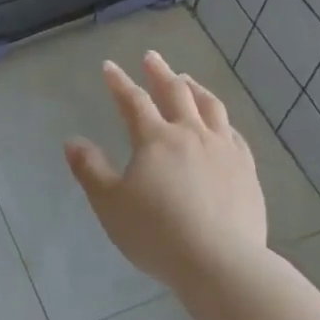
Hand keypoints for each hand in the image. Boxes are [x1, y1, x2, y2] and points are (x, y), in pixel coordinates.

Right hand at [65, 52, 266, 287]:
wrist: (220, 262)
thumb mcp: (110, 204)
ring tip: (187, 79)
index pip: (133, 101)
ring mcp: (224, 150)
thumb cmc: (156, 233)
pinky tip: (221, 124)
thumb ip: (90, 170)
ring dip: (195, 88)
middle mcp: (192, 134)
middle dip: (160, 72)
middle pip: (176, 92)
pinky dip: (222, 120)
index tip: (109, 66)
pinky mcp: (247, 170)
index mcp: (156, 139)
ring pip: (210, 107)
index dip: (119, 82)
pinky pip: (234, 134)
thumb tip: (72, 141)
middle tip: (151, 57)